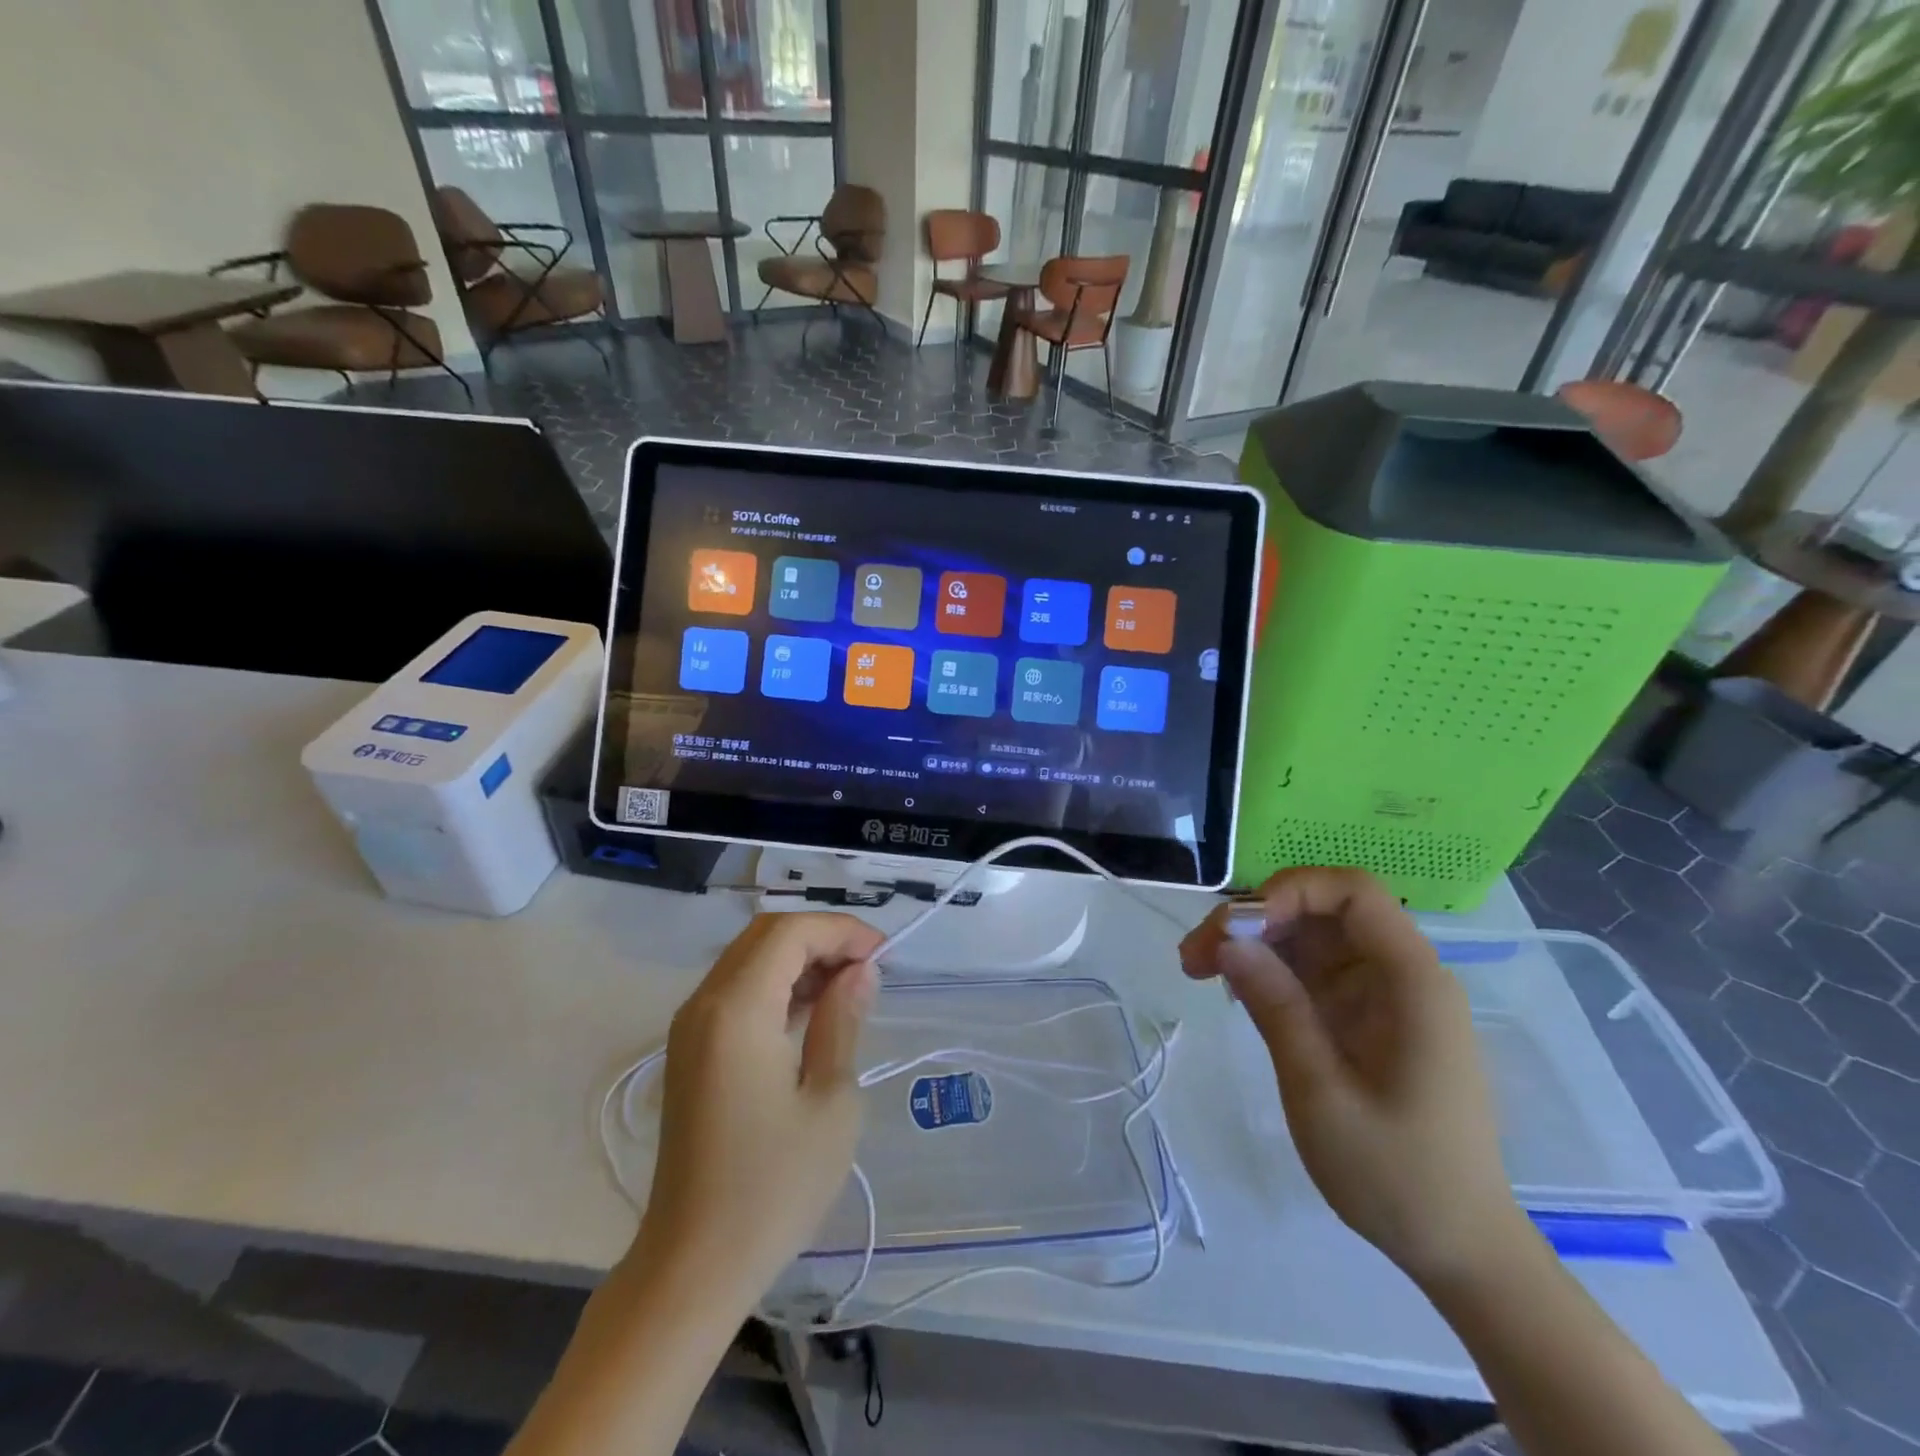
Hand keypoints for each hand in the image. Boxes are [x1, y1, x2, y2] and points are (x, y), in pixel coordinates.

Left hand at [635, 913, 881, 1303]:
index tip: (882, 955)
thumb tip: (859, 971)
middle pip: (765, 935)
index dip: (840, 931)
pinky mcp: (689, 1050)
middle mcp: (704, 1004)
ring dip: (799, 959)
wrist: (693, 1264)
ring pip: (749, 958)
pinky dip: (776, 984)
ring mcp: (691, 1026)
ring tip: (848, 988)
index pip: (790, 933)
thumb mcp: (830, 1101)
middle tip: (867, 968)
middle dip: (821, 938)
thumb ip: (842, 1021)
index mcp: (737, 1010)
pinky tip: (811, 1013)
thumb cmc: (773, 1186)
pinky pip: (736, 990)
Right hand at [1181, 868, 1524, 1285]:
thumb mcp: (1321, 1092)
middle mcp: (1400, 975)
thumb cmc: (1397, 1175)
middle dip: (1254, 918)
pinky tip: (1232, 990)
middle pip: (1320, 910)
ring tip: (1197, 969)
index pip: (1352, 893)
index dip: (1289, 891)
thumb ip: (1276, 1007)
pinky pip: (1311, 970)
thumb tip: (1227, 939)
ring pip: (1308, 936)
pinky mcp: (1364, 1016)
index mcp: (1411, 982)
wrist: (1457, 1248)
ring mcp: (1381, 995)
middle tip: (1194, 955)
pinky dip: (1268, 970)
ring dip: (1252, 942)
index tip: (1236, 928)